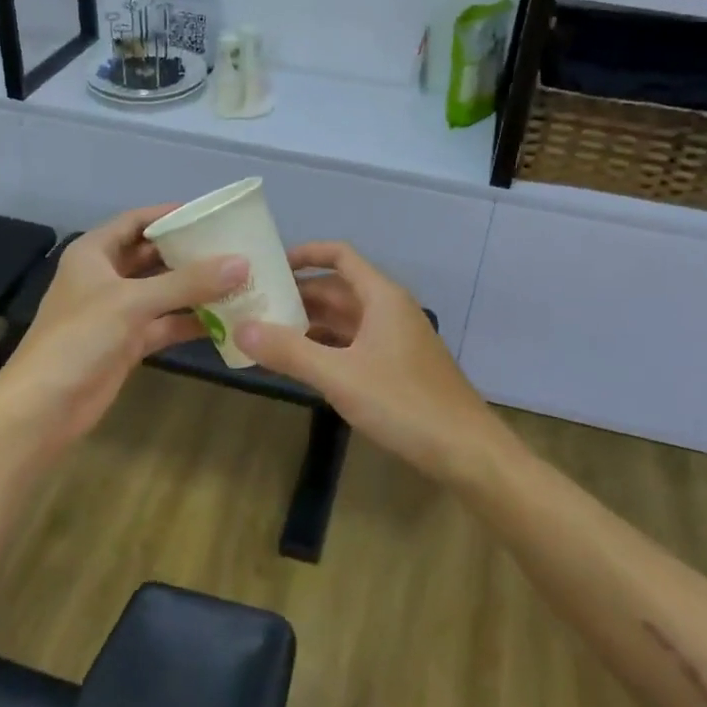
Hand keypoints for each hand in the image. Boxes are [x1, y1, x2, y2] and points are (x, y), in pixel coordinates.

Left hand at [0, 206, 246, 458]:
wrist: (44, 408)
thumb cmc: (79, 338)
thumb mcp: (132, 302)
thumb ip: (187, 282)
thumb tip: (241, 262)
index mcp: (94, 253)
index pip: (136, 221)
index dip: (170, 215)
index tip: (211, 214)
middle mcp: (105, 276)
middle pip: (152, 255)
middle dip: (189, 252)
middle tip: (234, 246)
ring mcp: (117, 311)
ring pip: (162, 291)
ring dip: (195, 288)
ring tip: (239, 279)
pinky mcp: (128, 341)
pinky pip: (165, 323)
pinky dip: (191, 321)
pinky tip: (226, 319)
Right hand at [236, 243, 500, 483]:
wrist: (466, 451)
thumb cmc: (404, 403)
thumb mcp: (339, 376)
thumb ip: (289, 352)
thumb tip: (240, 328)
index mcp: (381, 297)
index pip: (340, 256)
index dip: (305, 254)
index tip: (268, 265)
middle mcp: (389, 310)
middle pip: (337, 289)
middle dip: (298, 295)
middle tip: (255, 305)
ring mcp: (395, 340)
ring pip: (344, 320)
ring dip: (309, 324)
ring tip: (267, 334)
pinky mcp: (397, 367)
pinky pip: (354, 345)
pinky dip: (326, 348)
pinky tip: (300, 365)